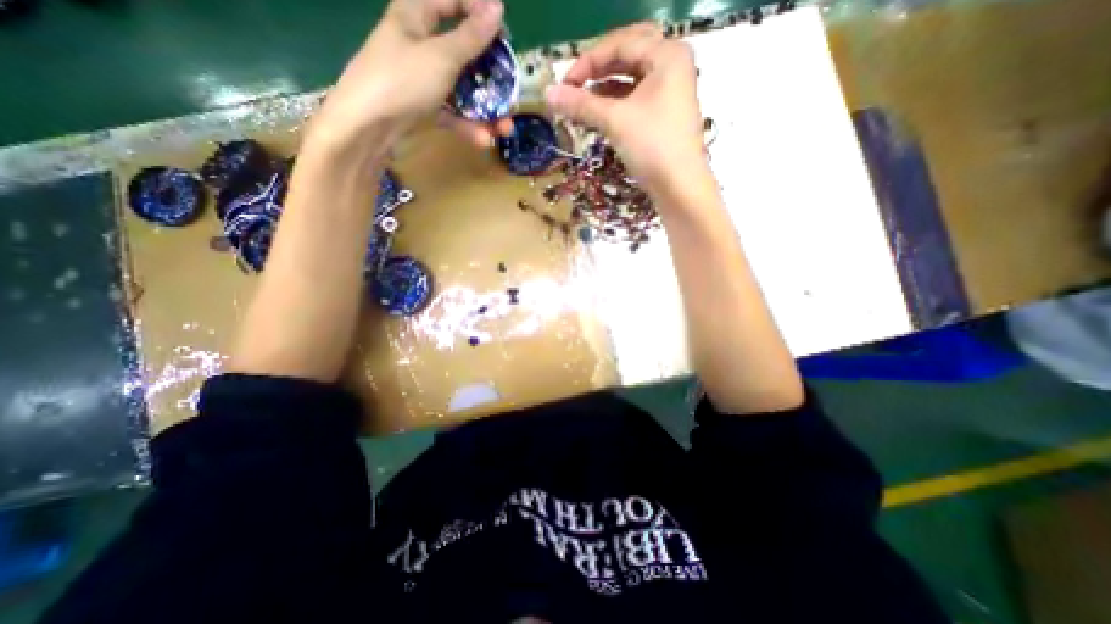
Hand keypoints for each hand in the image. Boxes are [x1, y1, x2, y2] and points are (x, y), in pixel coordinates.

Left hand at [305, 0, 508, 151]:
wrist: (367, 127)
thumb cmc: (402, 80)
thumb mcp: (441, 57)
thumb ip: (471, 37)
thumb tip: (497, 8)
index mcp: (416, 15)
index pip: (452, 1)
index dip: (479, 11)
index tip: (505, 34)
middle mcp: (420, 44)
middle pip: (462, 52)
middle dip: (490, 74)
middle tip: (510, 89)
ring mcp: (422, 79)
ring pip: (460, 88)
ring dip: (485, 110)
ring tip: (505, 128)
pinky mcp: (423, 107)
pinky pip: (451, 112)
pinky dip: (467, 125)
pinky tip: (483, 139)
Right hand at [545, 21, 700, 195]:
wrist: (679, 187)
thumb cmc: (652, 147)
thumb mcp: (615, 121)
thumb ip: (581, 104)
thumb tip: (548, 94)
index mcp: (667, 55)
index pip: (621, 43)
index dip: (588, 61)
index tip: (565, 83)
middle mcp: (672, 66)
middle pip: (628, 55)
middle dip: (598, 69)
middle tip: (575, 84)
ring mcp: (671, 91)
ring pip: (631, 78)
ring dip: (605, 87)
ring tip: (581, 101)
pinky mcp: (665, 113)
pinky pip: (636, 97)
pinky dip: (616, 103)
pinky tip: (598, 113)